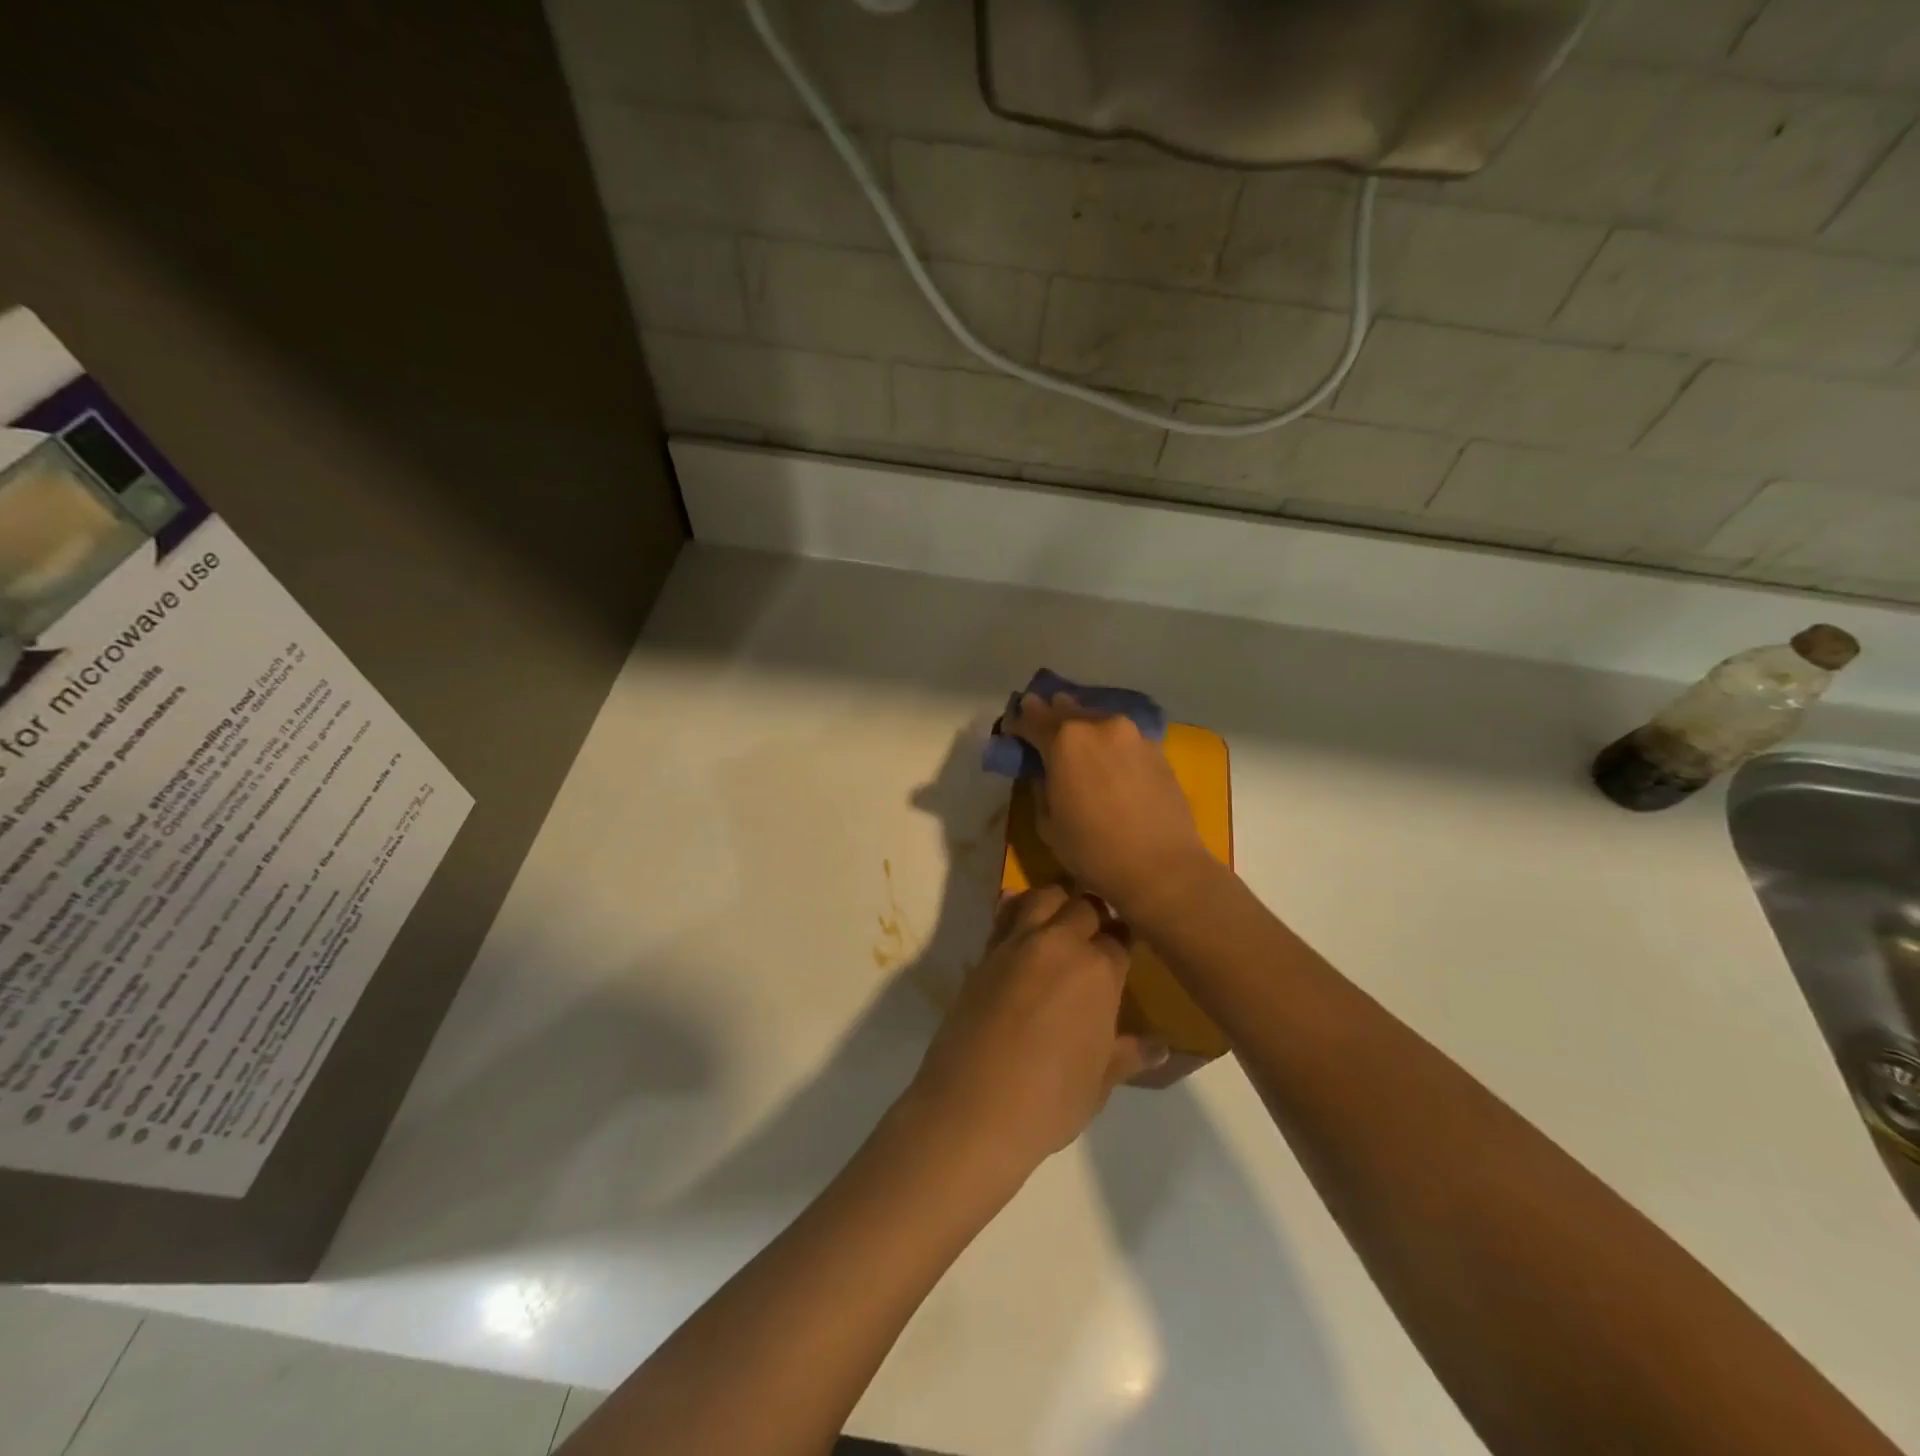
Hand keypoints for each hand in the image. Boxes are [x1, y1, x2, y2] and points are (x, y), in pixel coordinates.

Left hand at [903, 886, 1166, 1179]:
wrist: (974, 1108)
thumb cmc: (1049, 1101)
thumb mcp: (1099, 1082)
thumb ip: (1128, 1054)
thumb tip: (1161, 1047)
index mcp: (1099, 971)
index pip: (1121, 938)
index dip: (1124, 942)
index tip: (1125, 950)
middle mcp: (1061, 944)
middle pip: (1085, 906)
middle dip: (1096, 913)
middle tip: (1098, 932)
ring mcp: (1018, 944)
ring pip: (1043, 896)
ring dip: (1058, 900)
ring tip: (1062, 917)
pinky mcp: (985, 953)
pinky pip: (1005, 915)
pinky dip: (1015, 908)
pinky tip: (1020, 918)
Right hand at [1006, 693, 1216, 923]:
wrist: (1162, 867)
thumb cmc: (1093, 851)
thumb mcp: (1048, 824)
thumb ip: (1041, 786)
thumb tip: (1044, 771)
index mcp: (1065, 740)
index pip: (1033, 719)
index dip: (1019, 721)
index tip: (1012, 727)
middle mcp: (1099, 725)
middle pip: (1067, 710)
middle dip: (1050, 714)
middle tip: (1039, 718)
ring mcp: (1133, 734)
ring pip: (1098, 718)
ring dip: (1082, 723)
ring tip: (1074, 736)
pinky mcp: (1157, 749)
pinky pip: (1123, 736)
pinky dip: (1109, 740)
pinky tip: (1107, 756)